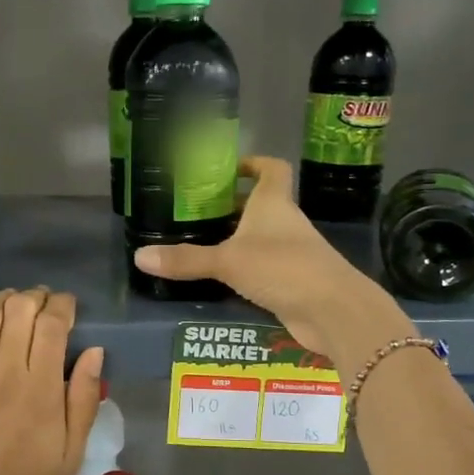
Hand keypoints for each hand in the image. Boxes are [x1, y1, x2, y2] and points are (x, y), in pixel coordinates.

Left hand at [0, 288, 105, 474]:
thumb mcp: (71, 452)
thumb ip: (84, 399)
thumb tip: (95, 352)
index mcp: (42, 390)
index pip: (52, 325)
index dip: (62, 305)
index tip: (68, 307)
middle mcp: (5, 373)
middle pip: (19, 310)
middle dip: (36, 297)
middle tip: (42, 304)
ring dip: (3, 299)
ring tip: (12, 305)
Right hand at [133, 156, 411, 365]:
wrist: (334, 311)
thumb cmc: (283, 268)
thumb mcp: (228, 261)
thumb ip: (186, 259)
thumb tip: (139, 256)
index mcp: (274, 204)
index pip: (271, 169)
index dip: (253, 163)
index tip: (228, 169)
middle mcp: (286, 223)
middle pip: (260, 205)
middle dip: (232, 206)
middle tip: (196, 211)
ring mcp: (293, 253)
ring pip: (262, 238)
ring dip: (237, 239)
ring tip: (200, 243)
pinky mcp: (294, 281)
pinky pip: (264, 268)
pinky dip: (245, 269)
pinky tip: (221, 279)